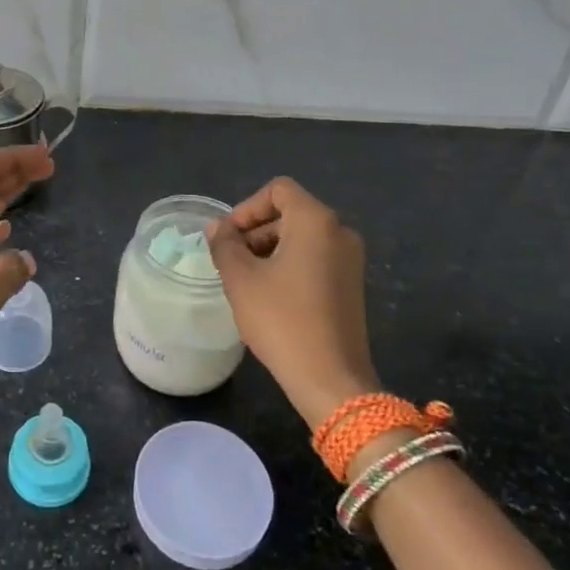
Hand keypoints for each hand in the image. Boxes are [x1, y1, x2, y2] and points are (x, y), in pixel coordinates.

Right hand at [206, 176, 379, 428]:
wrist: (331, 380)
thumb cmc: (282, 320)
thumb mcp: (241, 279)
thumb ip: (225, 245)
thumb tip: (218, 228)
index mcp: (316, 221)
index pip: (278, 189)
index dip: (246, 208)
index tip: (228, 238)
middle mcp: (340, 231)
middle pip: (290, 211)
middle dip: (255, 230)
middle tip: (230, 261)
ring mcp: (350, 259)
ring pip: (301, 236)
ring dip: (269, 249)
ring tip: (246, 280)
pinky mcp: (351, 284)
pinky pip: (315, 257)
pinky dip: (289, 264)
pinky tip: (270, 295)